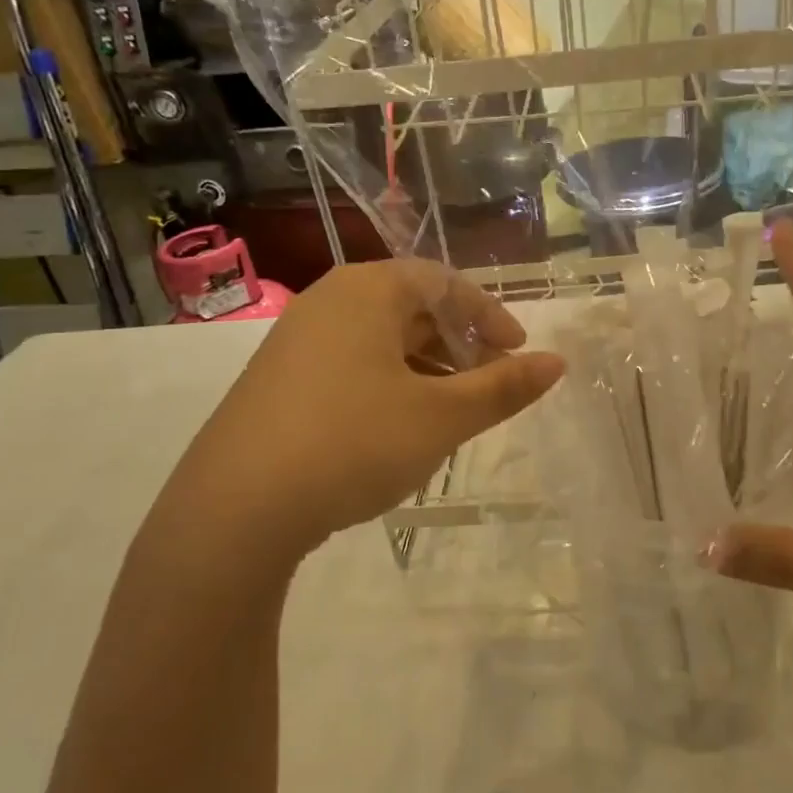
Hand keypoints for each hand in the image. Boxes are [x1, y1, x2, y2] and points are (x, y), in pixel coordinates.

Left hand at [161, 259, 563, 560]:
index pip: (445, 282)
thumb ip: (503, 387)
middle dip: (459, 343)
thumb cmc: (354, 443)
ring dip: (426, 367)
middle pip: (411, 307)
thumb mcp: (441, 417)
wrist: (234, 509)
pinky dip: (389, 383)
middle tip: (488, 383)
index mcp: (367, 291)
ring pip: (380, 339)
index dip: (490, 315)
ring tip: (451, 410)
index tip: (518, 353)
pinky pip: (350, 364)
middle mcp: (328, 302)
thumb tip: (557, 363)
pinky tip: (399, 428)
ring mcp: (295, 341)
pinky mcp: (277, 381)